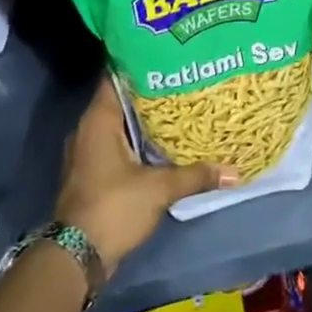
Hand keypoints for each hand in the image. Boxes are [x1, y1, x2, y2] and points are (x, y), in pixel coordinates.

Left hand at [54, 77, 238, 266]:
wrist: (76, 257)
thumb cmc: (113, 207)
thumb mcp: (159, 188)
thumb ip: (196, 175)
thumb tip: (235, 171)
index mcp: (98, 120)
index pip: (116, 76)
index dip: (141, 62)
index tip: (168, 54)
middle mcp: (88, 130)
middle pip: (122, 99)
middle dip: (151, 90)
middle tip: (184, 78)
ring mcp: (89, 152)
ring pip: (120, 123)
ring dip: (146, 118)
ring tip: (181, 105)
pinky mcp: (93, 172)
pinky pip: (118, 144)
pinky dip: (139, 140)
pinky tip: (166, 140)